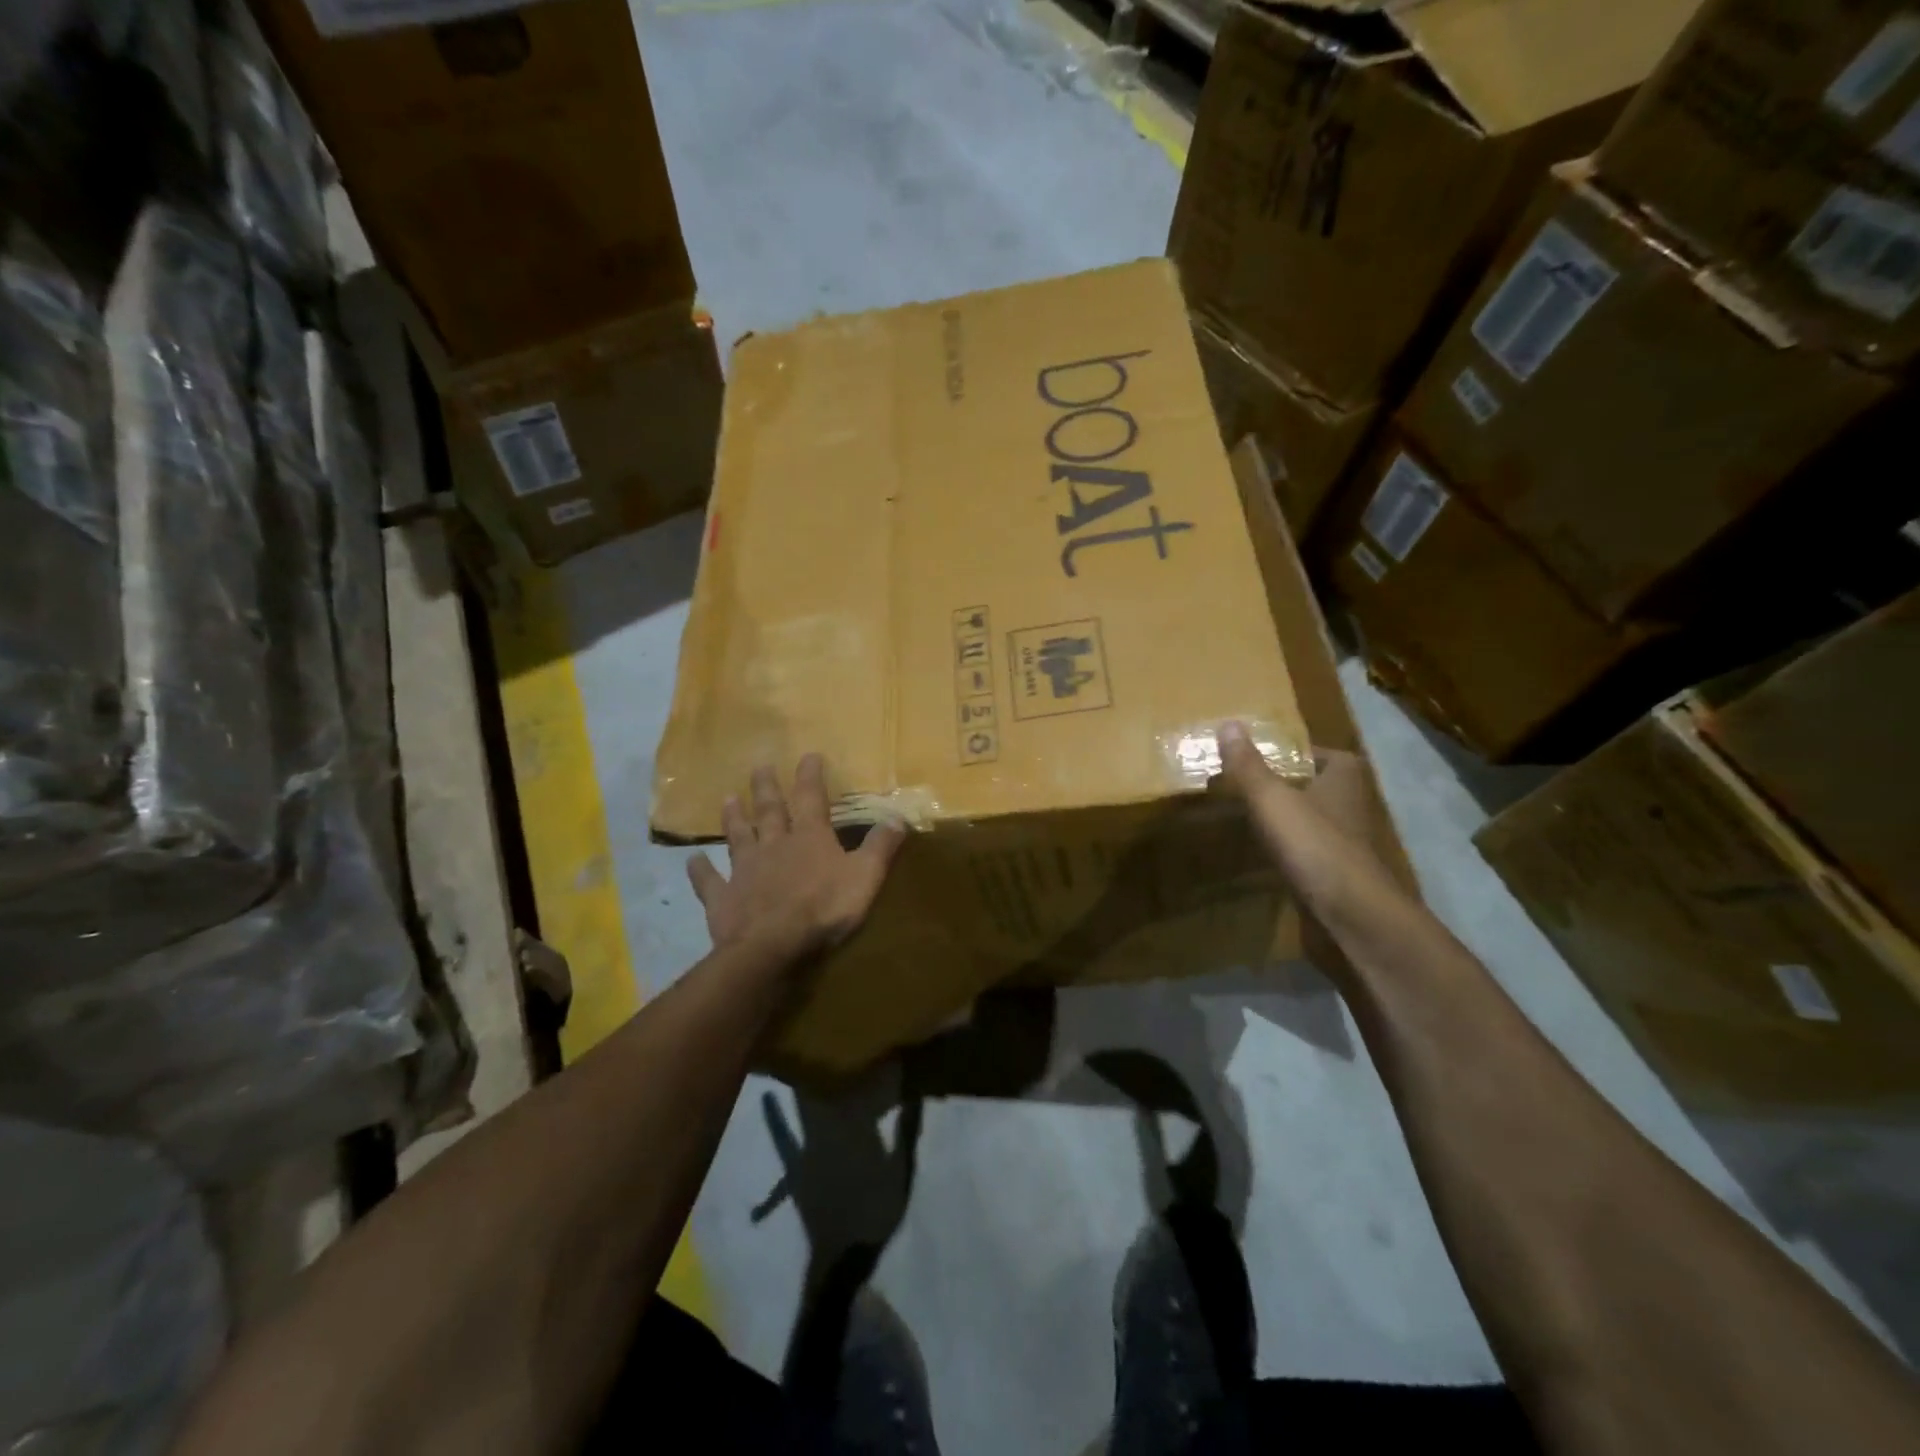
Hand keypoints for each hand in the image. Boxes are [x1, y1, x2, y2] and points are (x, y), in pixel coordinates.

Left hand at [687, 754, 906, 963]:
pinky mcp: (723, 898)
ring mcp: (744, 870)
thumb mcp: (865, 877)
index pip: (811, 798)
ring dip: (734, 818)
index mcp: (809, 838)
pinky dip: (700, 871)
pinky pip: (709, 881)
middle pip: (769, 810)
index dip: (810, 775)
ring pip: (738, 837)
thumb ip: (880, 847)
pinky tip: (692, 861)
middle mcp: (774, 845)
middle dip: (766, 787)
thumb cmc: (824, 909)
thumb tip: (898, 817)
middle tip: (759, 766)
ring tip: (727, 798)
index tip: (808, 755)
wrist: (773, 947)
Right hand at [1217, 722, 1397, 975]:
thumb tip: (1228, 723)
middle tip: (1248, 785)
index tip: (1265, 757)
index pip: (1326, 754)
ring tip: (1249, 818)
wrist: (1352, 917)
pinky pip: (1310, 854)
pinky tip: (1264, 856)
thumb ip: (1248, 766)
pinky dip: (1291, 852)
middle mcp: (1352, 807)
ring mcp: (1348, 845)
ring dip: (1290, 821)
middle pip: (1319, 787)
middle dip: (1290, 785)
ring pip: (1315, 822)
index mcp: (1344, 779)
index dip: (1298, 753)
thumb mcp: (1272, 800)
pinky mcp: (1338, 876)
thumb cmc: (1315, 846)